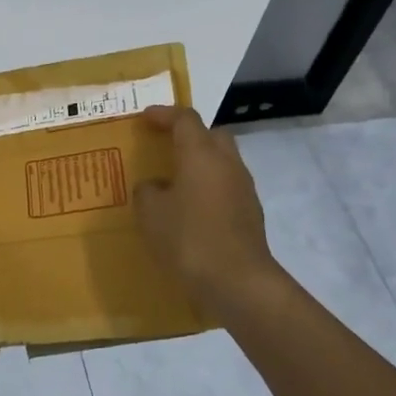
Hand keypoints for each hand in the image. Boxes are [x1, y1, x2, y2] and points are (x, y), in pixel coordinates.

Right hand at [133, 105, 285, 314]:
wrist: (237, 281)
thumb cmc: (188, 238)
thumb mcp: (150, 213)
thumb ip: (147, 191)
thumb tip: (155, 186)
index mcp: (200, 154)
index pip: (185, 119)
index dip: (164, 114)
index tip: (145, 117)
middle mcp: (227, 163)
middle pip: (211, 135)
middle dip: (189, 135)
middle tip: (165, 145)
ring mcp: (243, 188)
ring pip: (222, 162)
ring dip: (200, 163)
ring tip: (175, 180)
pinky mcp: (250, 213)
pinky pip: (226, 187)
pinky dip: (209, 187)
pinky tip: (191, 209)